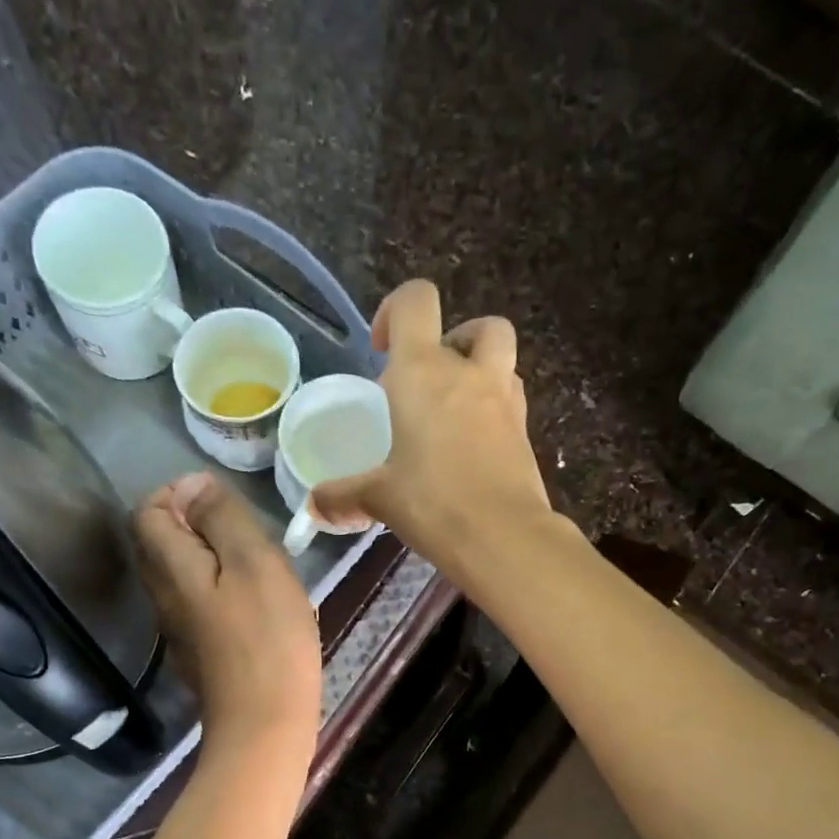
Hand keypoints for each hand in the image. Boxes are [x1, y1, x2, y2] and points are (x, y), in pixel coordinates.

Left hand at [134, 472, 320, 753]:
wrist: (264, 723)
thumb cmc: (267, 639)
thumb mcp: (254, 563)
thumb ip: (222, 517)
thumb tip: (196, 485)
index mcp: (170, 568)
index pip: (146, 511)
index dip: (177, 494)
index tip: (223, 502)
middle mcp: (162, 597)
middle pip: (159, 544)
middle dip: (193, 525)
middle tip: (244, 533)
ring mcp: (178, 632)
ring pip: (181, 577)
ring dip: (211, 560)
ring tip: (257, 568)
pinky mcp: (198, 657)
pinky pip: (199, 607)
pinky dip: (220, 593)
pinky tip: (256, 608)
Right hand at [310, 279, 551, 578]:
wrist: (503, 537)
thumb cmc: (433, 504)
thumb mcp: (379, 498)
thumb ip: (344, 496)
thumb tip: (313, 506)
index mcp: (423, 372)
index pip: (416, 301)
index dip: (396, 310)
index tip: (382, 349)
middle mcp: (469, 373)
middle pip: (476, 325)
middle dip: (453, 342)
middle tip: (429, 384)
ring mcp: (505, 401)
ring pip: (502, 358)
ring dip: (480, 371)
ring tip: (454, 413)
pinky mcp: (525, 432)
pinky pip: (511, 402)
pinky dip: (493, 411)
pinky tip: (473, 448)